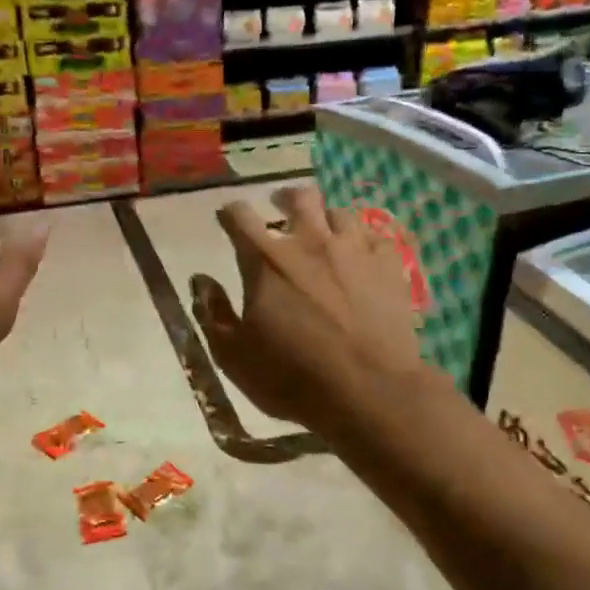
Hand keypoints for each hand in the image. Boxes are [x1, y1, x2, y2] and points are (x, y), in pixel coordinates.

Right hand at [191, 186, 427, 433]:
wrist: (369, 391)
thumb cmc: (292, 377)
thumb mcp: (234, 356)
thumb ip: (213, 314)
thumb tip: (201, 280)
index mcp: (265, 261)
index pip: (240, 217)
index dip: (230, 213)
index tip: (228, 218)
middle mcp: (309, 242)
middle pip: (298, 198)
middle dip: (285, 198)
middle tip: (281, 207)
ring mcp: (354, 250)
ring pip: (339, 212)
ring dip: (326, 217)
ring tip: (325, 231)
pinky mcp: (389, 265)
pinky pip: (377, 236)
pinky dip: (365, 241)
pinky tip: (364, 254)